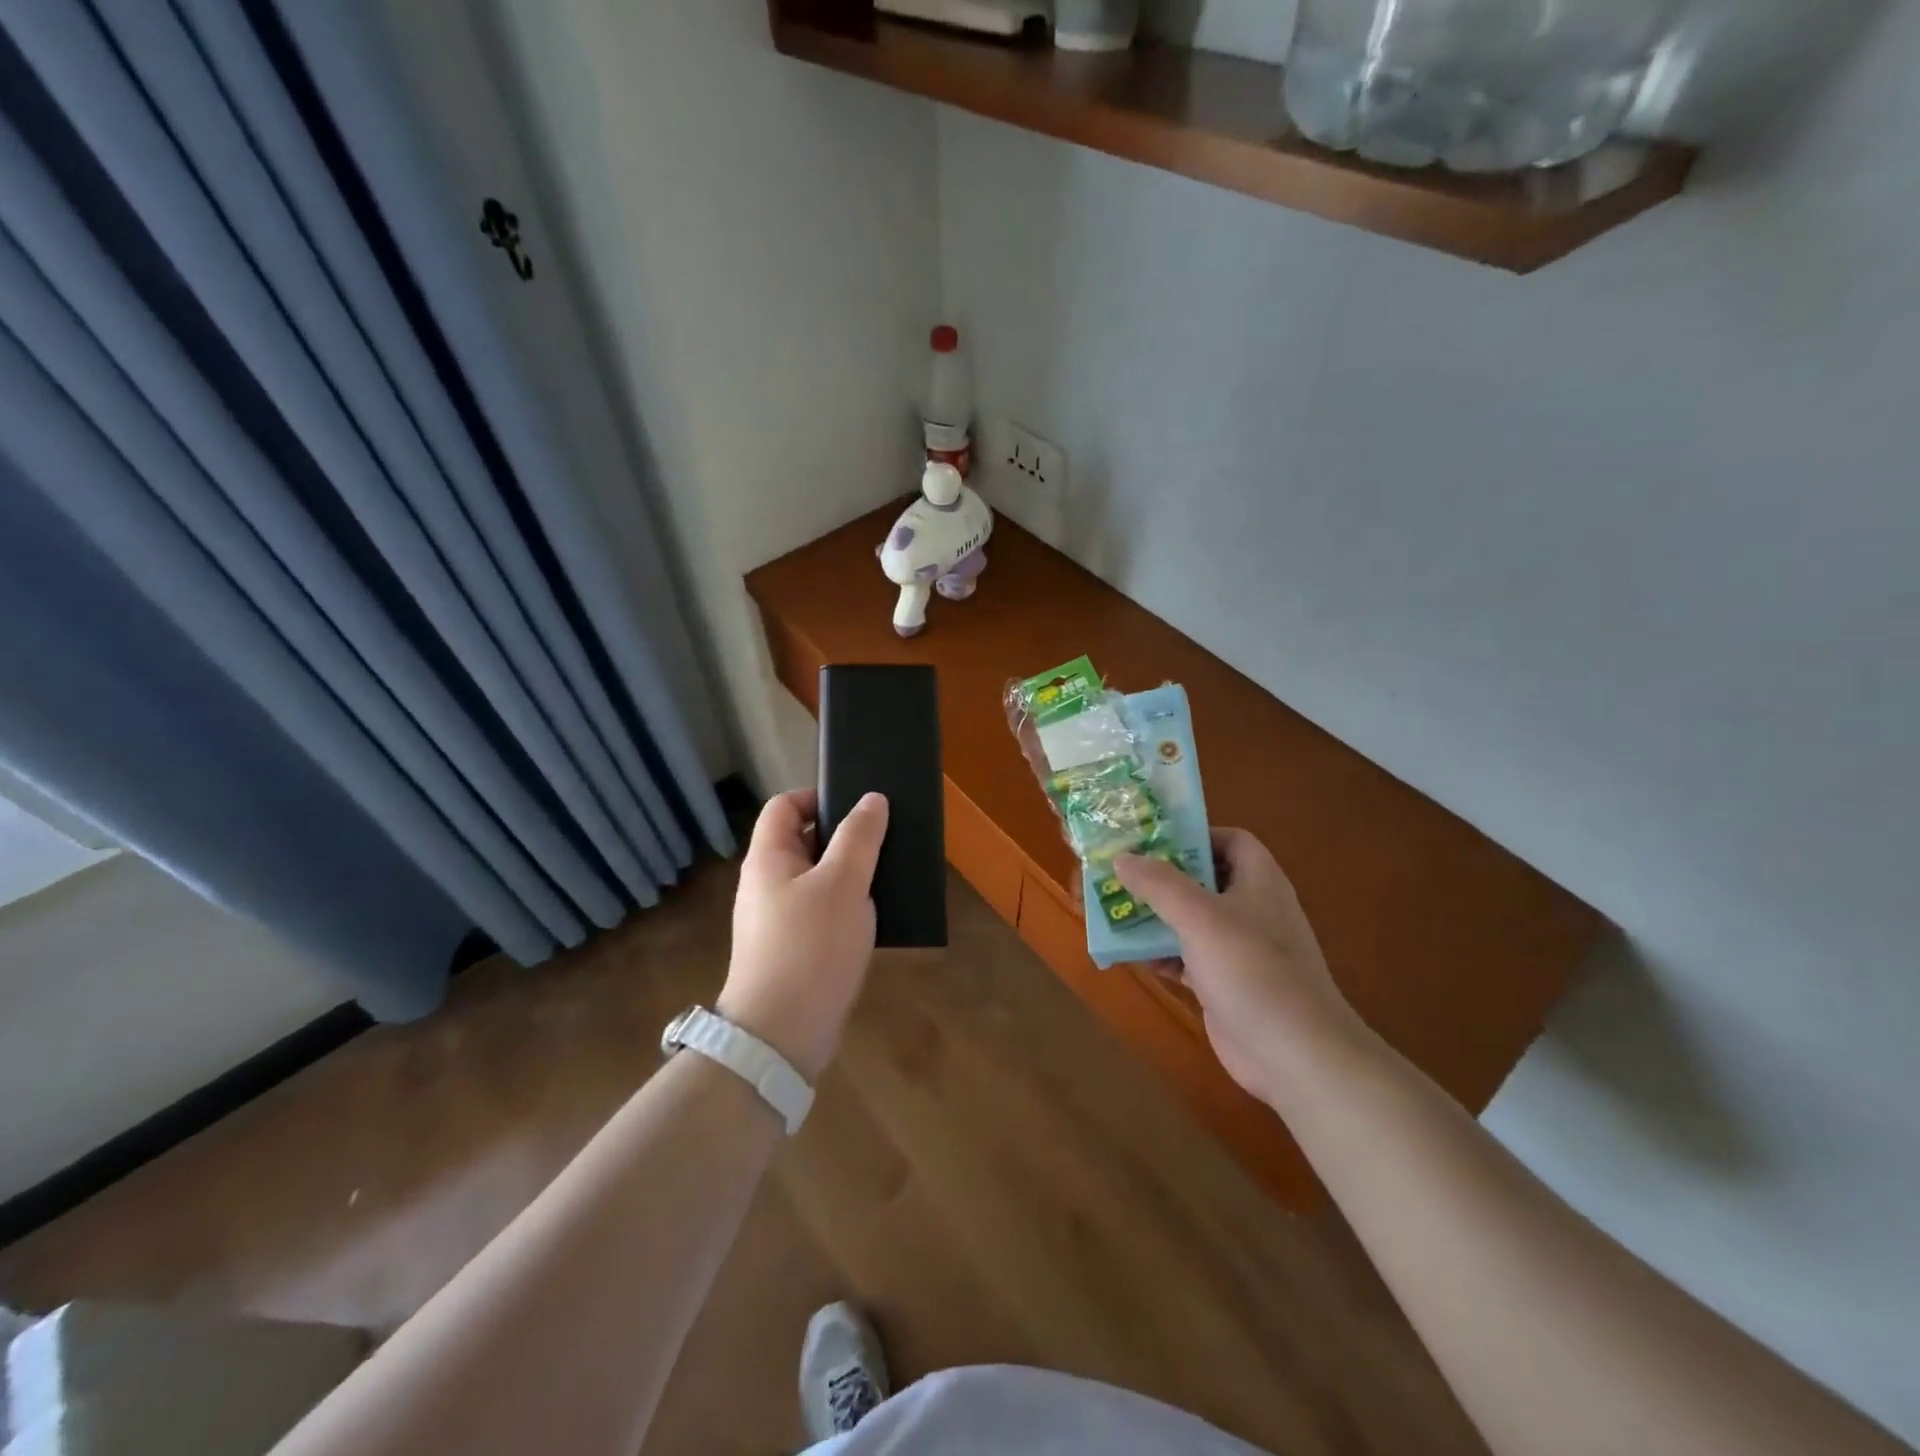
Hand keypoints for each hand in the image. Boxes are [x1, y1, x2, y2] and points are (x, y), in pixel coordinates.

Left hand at [718, 790, 888, 1080]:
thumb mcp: (843, 883)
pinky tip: (878, 917)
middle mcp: (768, 883)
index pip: (785, 806)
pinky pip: (823, 913)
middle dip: (845, 838)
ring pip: (818, 880)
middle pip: (805, 842)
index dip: (818, 797)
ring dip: (851, 875)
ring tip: (889, 877)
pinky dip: (848, 908)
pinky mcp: (794, 949)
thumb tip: (872, 799)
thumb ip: (859, 837)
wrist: (782, 1034)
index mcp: (769, 858)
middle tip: (885, 841)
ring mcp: (779, 919)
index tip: (859, 807)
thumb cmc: (811, 946)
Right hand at [1116, 829, 1364, 1105]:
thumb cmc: (1251, 970)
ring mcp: (1241, 950)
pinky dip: (1162, 953)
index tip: (1152, 842)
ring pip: (1192, 920)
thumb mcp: (1199, 917)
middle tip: (1120, 875)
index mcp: (1258, 881)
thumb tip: (1122, 857)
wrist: (1295, 1055)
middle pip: (1204, 880)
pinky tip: (1132, 956)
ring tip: (1115, 910)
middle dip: (1162, 878)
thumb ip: (1159, 883)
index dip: (1195, 835)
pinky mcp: (1227, 984)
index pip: (1231, 840)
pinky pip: (1188, 957)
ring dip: (1156, 916)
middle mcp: (1252, 909)